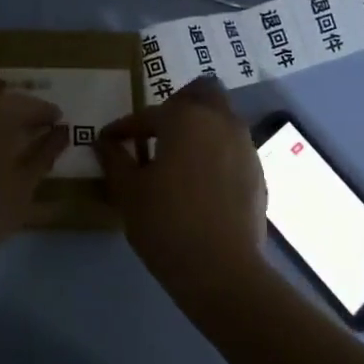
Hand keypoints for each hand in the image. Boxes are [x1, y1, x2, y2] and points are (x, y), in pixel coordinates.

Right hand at [97, 78, 268, 297]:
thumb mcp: (128, 191)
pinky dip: (215, 152)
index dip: (124, 128)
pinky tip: (199, 181)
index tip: (109, 141)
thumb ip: (115, 160)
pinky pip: (233, 147)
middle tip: (156, 132)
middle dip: (178, 105)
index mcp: (185, 119)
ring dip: (200, 128)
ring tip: (177, 158)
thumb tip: (105, 143)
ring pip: (222, 119)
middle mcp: (220, 122)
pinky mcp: (258, 172)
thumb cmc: (166, 223)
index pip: (147, 115)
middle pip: (203, 93)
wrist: (221, 270)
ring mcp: (245, 146)